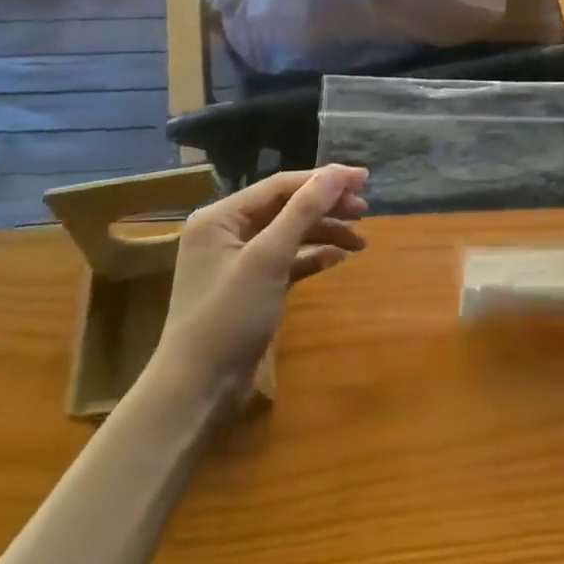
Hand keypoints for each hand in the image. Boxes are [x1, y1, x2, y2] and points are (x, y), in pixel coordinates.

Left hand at [152, 165, 368, 406]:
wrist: (198, 392)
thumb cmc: (229, 316)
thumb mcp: (268, 258)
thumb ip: (303, 210)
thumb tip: (338, 172)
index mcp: (221, 217)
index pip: (281, 185)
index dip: (324, 179)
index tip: (365, 179)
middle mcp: (226, 232)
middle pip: (287, 206)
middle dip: (327, 206)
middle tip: (365, 210)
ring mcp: (237, 261)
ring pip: (290, 233)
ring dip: (325, 232)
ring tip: (360, 241)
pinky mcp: (250, 287)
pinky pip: (287, 259)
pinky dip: (313, 256)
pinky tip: (338, 259)